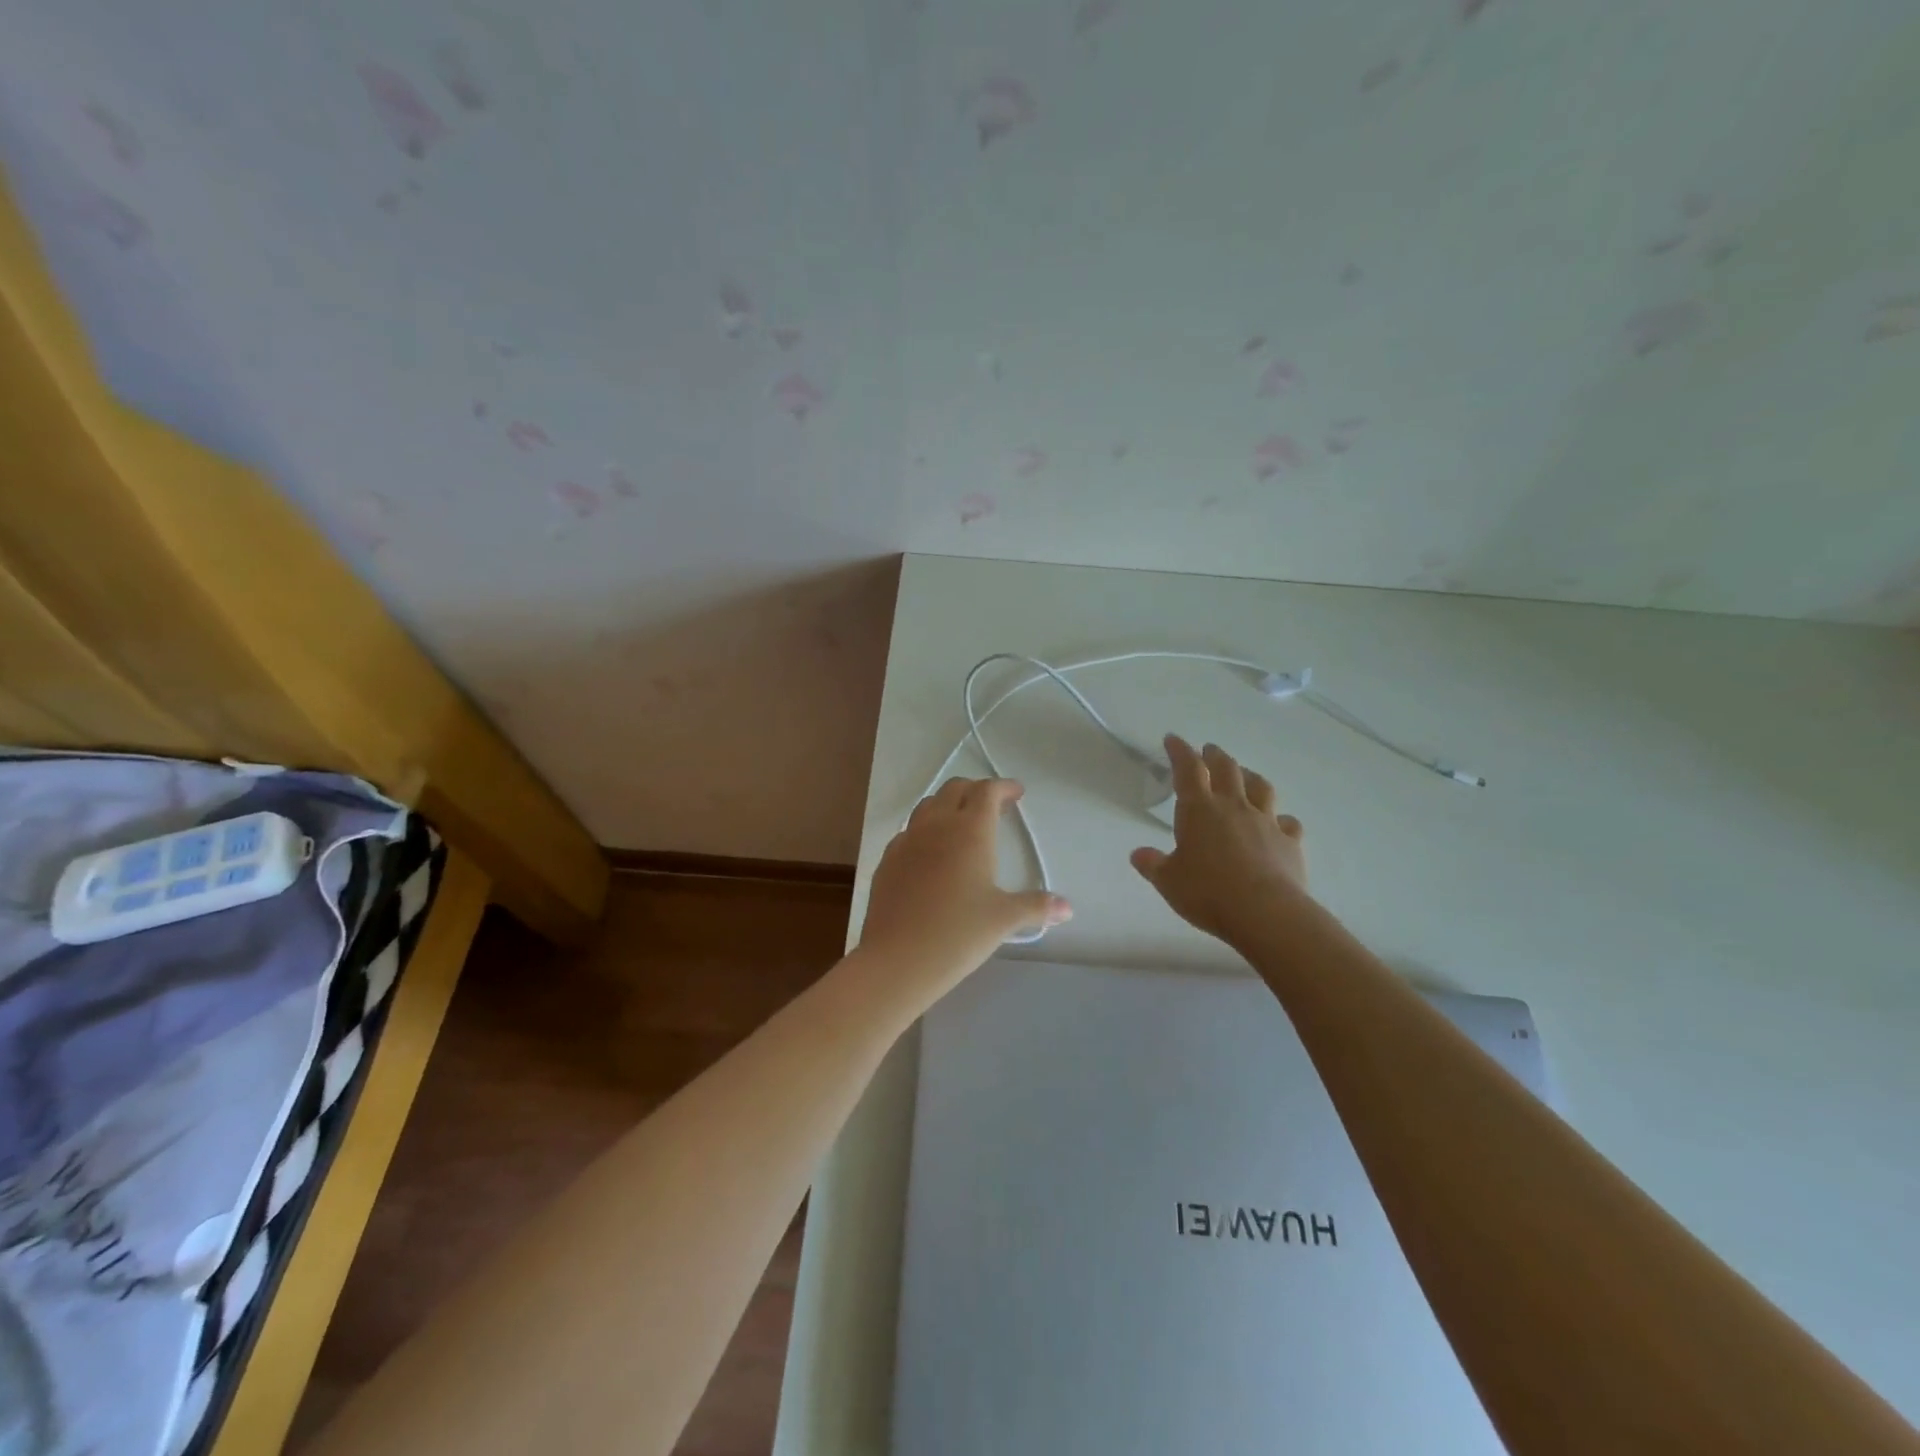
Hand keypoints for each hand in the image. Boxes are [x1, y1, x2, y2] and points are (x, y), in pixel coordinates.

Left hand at [859, 778, 1071, 1000]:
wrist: (897, 959)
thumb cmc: (958, 933)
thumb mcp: (1004, 919)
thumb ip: (1036, 907)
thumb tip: (1067, 908)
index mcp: (969, 830)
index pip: (987, 791)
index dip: (1004, 787)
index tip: (1017, 794)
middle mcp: (936, 826)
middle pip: (955, 789)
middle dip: (976, 791)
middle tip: (994, 808)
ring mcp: (907, 841)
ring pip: (928, 806)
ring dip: (948, 805)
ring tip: (963, 825)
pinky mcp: (887, 860)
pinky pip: (909, 831)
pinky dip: (926, 830)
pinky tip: (932, 854)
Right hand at [1131, 736, 1308, 943]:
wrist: (1265, 912)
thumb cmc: (1207, 892)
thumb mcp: (1168, 881)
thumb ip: (1153, 864)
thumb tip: (1139, 855)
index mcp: (1199, 810)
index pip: (1188, 769)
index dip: (1180, 751)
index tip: (1173, 739)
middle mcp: (1234, 807)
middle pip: (1227, 769)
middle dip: (1215, 756)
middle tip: (1209, 751)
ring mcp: (1265, 822)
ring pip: (1260, 788)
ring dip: (1250, 777)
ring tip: (1245, 775)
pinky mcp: (1289, 843)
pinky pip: (1287, 823)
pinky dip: (1281, 819)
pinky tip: (1280, 823)